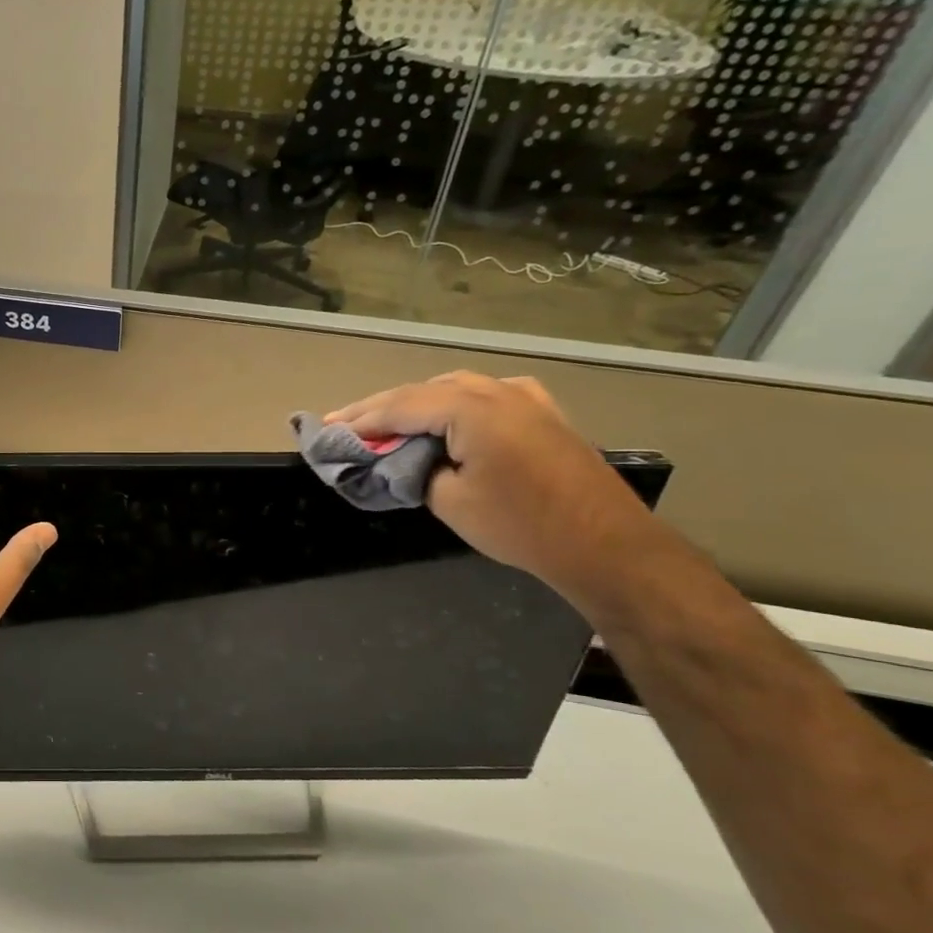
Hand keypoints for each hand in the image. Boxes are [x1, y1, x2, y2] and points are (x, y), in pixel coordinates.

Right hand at [325, 371, 666, 604]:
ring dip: (417, 402)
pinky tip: (446, 415)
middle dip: (383, 408)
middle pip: (424, 391)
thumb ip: (415, 470)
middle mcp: (498, 392)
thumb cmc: (521, 525)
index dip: (360, 419)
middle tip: (347, 424)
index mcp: (472, 410)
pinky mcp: (542, 413)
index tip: (327, 429)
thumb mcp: (450, 501)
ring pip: (455, 388)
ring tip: (387, 422)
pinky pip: (485, 395)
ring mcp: (525, 398)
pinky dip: (453, 402)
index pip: (400, 406)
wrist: (605, 544)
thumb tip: (402, 459)